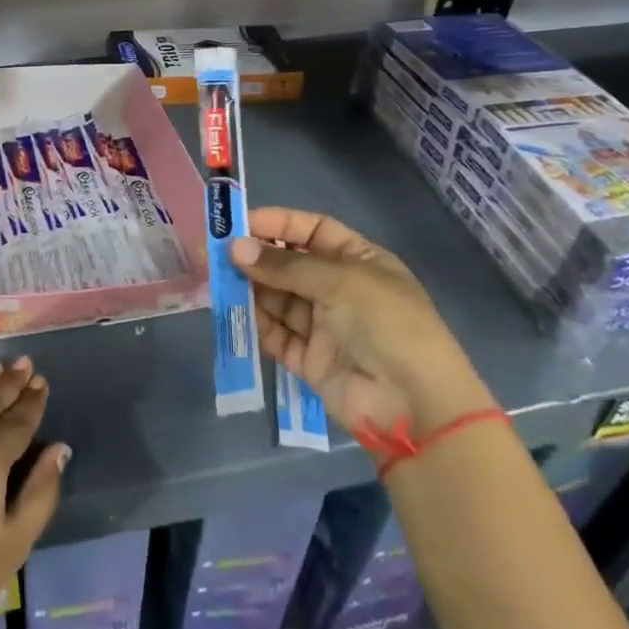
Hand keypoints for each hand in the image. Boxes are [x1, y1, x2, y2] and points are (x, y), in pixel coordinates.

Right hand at [232, 207, 494, 435]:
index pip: (312, 230)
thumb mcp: (340, 280)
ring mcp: (324, 325)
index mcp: (359, 261)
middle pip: (290, 264)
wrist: (413, 405)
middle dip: (256, 257)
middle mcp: (340, 289)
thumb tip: (235, 248)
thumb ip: (285, 265)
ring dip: (250, 288)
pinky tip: (233, 311)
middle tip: (216, 253)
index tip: (238, 223)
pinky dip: (256, 322)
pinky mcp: (309, 359)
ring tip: (217, 280)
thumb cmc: (386, 323)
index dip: (278, 223)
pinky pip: (276, 333)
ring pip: (278, 298)